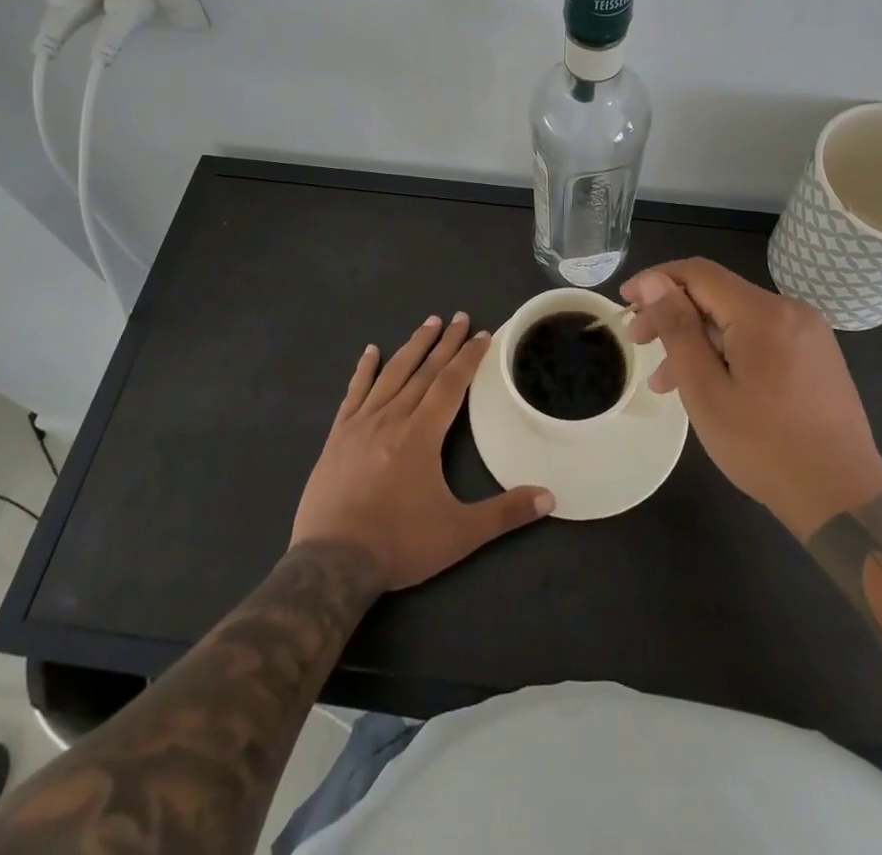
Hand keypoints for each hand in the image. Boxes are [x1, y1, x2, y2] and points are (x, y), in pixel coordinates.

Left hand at [292, 313, 554, 590]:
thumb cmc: (398, 544)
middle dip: (445, 343)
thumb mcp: (459, 534)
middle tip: (460, 317)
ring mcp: (361, 424)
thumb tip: (550, 498)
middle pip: (424, 371)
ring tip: (428, 322)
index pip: (451, 384)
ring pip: (392, 374)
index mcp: (422, 434)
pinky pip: (354, 393)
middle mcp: (392, 418)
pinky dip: (364, 370)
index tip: (483, 334)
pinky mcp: (337, 436)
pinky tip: (370, 352)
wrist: (331, 563)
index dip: (469, 358)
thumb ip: (505, 513)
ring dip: (412, 346)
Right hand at [620, 260, 881, 539]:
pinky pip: (760, 338)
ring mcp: (808, 333)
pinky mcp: (816, 356)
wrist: (843, 499)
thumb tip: (654, 282)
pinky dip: (726, 351)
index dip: (656, 280)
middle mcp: (790, 310)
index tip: (625, 302)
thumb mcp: (706, 390)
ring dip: (697, 339)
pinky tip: (708, 384)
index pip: (698, 273)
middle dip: (673, 313)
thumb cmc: (765, 447)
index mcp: (763, 312)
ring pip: (737, 319)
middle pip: (718, 295)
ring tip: (665, 381)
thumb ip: (678, 329)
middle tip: (638, 343)